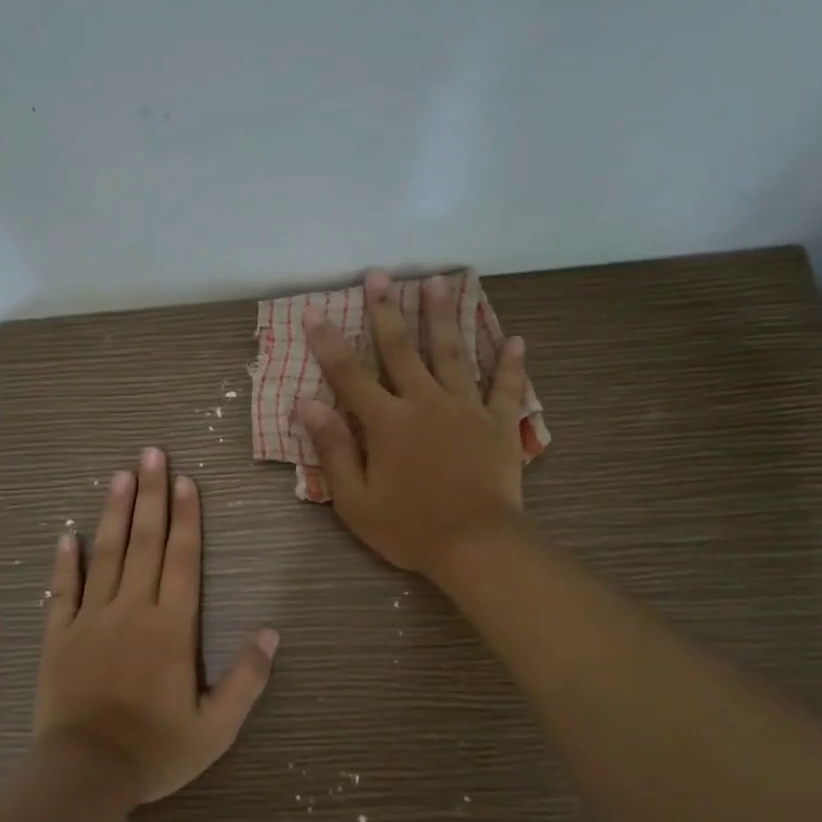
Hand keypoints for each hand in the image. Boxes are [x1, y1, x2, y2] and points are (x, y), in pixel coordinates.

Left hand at [34, 447, 279, 804]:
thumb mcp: (215, 727)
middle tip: (152, 454)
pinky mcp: (58, 635)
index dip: (186, 517)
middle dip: (151, 495)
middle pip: (145, 542)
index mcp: (171, 627)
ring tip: (120, 476)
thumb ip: (246, 679)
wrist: (84, 774)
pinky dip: (65, 561)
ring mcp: (91, 619)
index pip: (182, 559)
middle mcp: (132, 610)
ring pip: (106, 554)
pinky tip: (68, 534)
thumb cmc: (155, 750)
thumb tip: (271, 632)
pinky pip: (62, 590)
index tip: (186, 480)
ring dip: (114, 513)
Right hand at [300, 269, 530, 578]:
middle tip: (380, 275)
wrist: (477, 546)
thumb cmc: (411, 528)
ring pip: (453, 354)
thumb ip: (333, 450)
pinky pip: (505, 388)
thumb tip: (307, 406)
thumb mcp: (356, 500)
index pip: (350, 374)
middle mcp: (426, 403)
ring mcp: (466, 410)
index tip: (314, 311)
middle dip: (387, 310)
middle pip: (402, 349)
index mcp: (388, 422)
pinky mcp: (499, 424)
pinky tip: (515, 340)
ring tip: (440, 282)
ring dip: (444, 316)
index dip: (328, 342)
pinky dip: (510, 364)